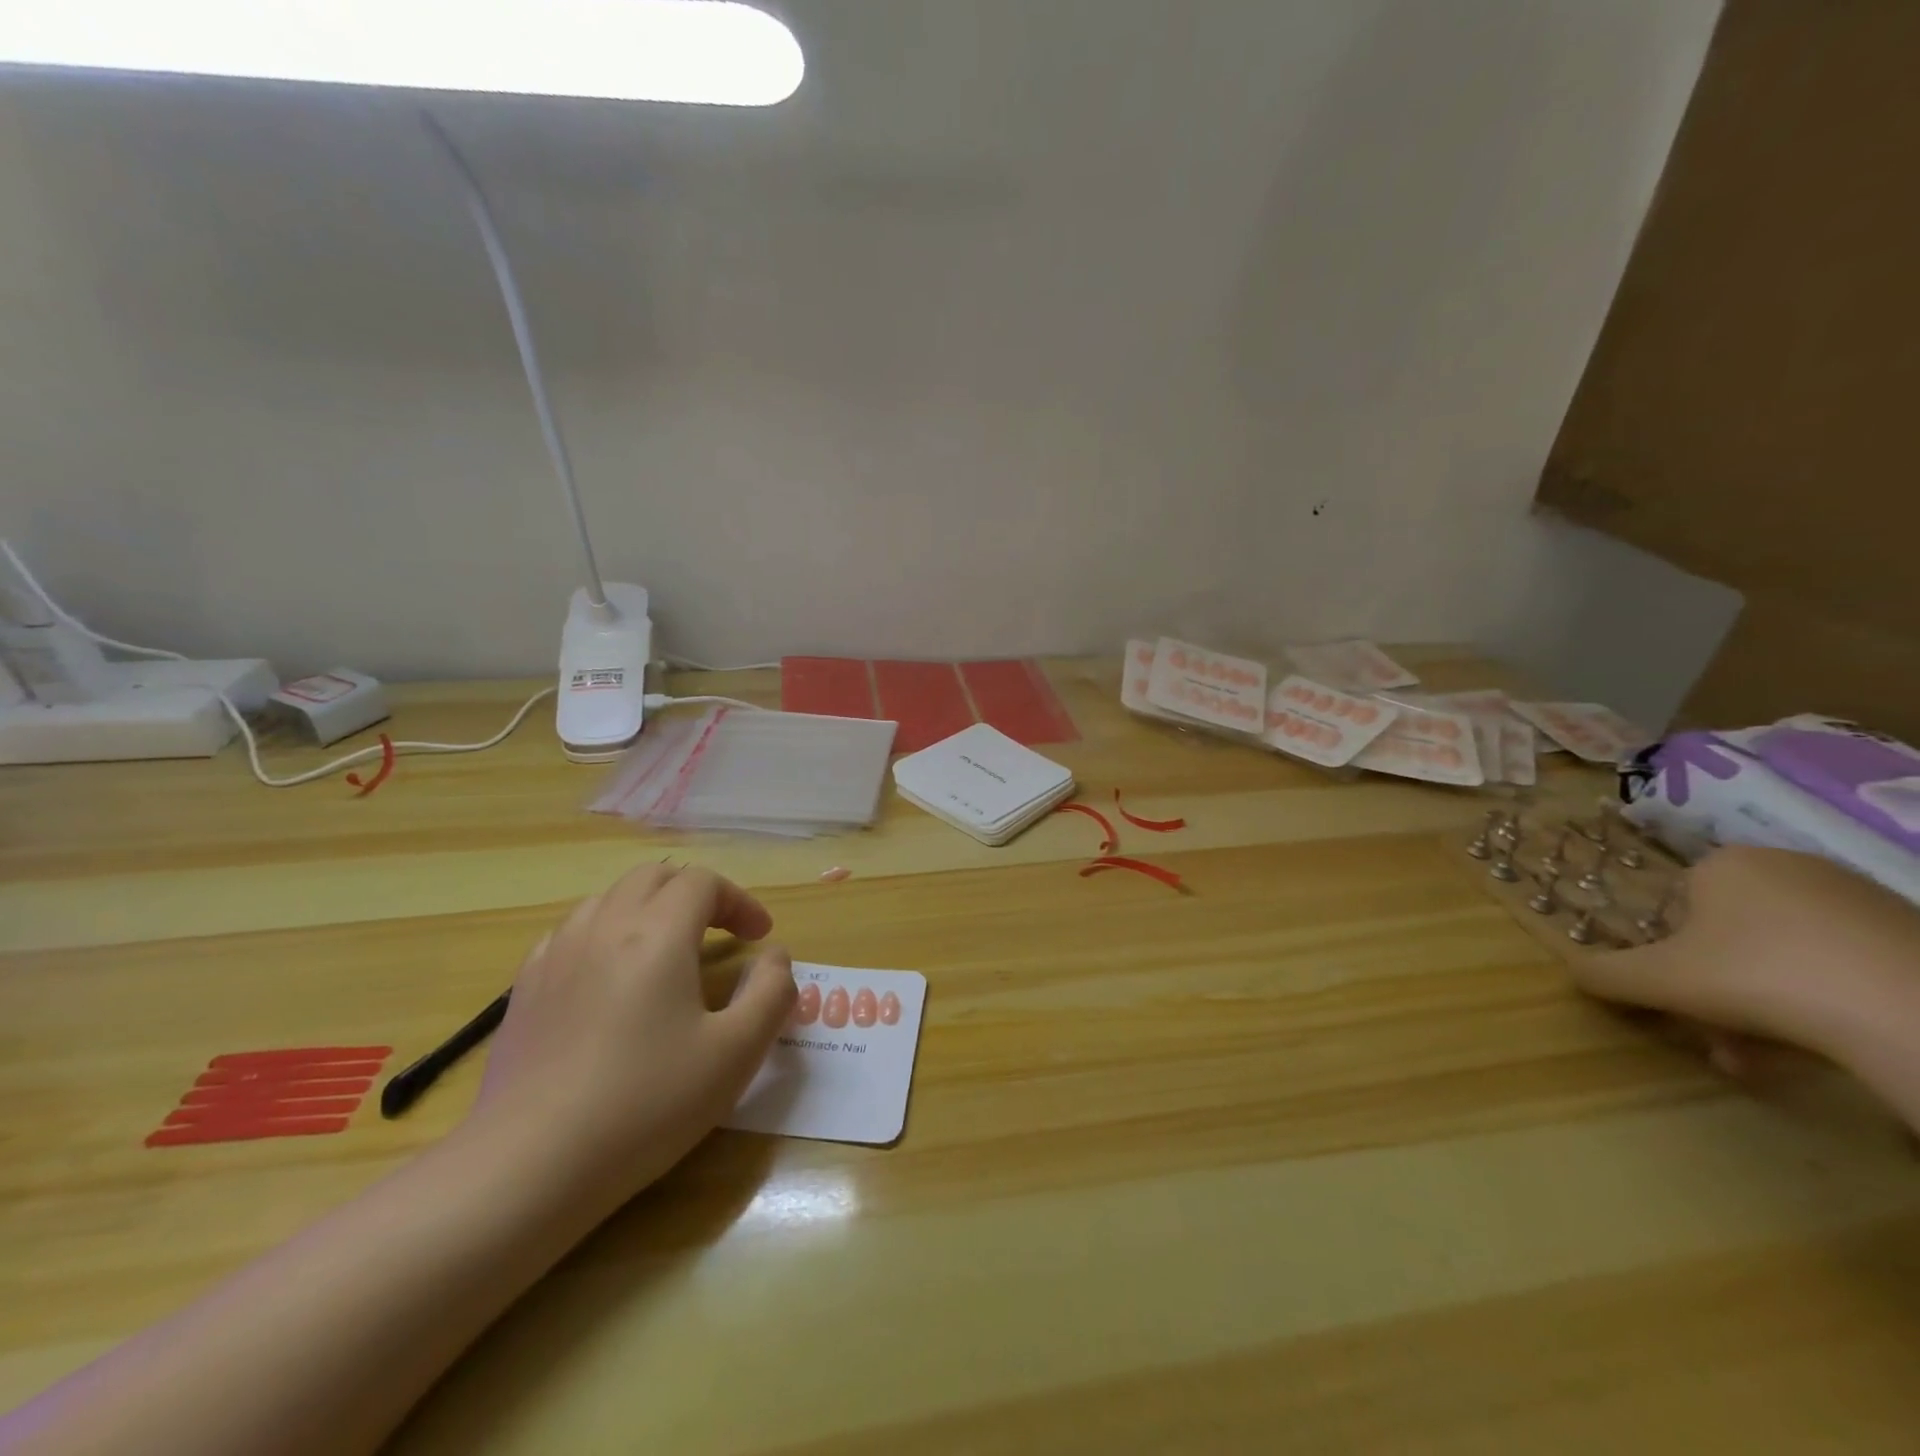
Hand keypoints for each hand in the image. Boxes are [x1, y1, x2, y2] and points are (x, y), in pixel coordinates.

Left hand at [469, 863, 795, 1210]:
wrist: (530, 1165)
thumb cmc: (647, 1103)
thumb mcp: (736, 1052)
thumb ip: (772, 993)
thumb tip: (774, 957)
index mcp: (658, 933)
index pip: (703, 882)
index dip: (739, 901)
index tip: (759, 938)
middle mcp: (605, 927)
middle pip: (655, 876)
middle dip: (696, 893)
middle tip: (720, 932)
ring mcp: (557, 954)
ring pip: (610, 898)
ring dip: (649, 908)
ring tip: (668, 950)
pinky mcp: (525, 988)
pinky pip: (572, 932)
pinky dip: (605, 934)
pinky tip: (610, 977)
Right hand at [1569, 845, 1919, 1076]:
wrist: (1913, 1013)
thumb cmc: (1757, 976)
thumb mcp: (1658, 980)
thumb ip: (1605, 974)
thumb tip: (1571, 972)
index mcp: (1725, 863)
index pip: (1678, 907)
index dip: (1672, 955)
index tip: (1681, 996)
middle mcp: (1790, 867)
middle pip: (1733, 937)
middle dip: (1718, 991)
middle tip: (1718, 1038)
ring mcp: (1862, 900)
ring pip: (1787, 958)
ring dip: (1765, 1007)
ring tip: (1763, 1058)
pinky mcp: (1916, 937)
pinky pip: (1846, 969)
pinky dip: (1825, 1005)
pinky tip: (1821, 1049)